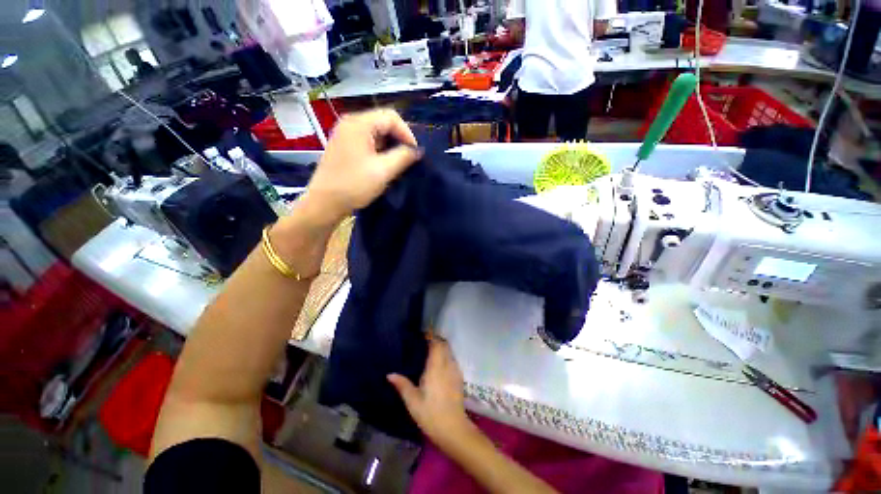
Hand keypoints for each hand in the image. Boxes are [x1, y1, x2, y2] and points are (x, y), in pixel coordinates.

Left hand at [302, 109, 420, 226]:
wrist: (325, 203)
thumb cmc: (354, 185)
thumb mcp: (383, 171)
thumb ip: (403, 157)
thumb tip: (418, 150)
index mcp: (358, 124)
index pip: (391, 117)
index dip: (407, 133)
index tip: (414, 153)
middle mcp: (350, 123)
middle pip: (382, 122)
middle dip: (398, 139)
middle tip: (408, 158)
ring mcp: (345, 134)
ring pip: (375, 132)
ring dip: (390, 146)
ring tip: (398, 163)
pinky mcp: (344, 146)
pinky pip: (367, 141)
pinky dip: (379, 150)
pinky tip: (384, 165)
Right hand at [388, 337, 472, 445]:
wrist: (454, 429)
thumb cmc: (431, 414)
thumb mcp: (413, 401)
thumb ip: (402, 385)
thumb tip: (389, 374)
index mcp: (436, 367)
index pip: (436, 344)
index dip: (431, 337)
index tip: (422, 334)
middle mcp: (448, 365)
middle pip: (444, 345)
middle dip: (436, 340)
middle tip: (424, 341)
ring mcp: (455, 371)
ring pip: (449, 351)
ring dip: (441, 347)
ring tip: (430, 351)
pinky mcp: (459, 378)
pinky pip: (452, 360)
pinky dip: (446, 356)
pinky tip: (438, 364)